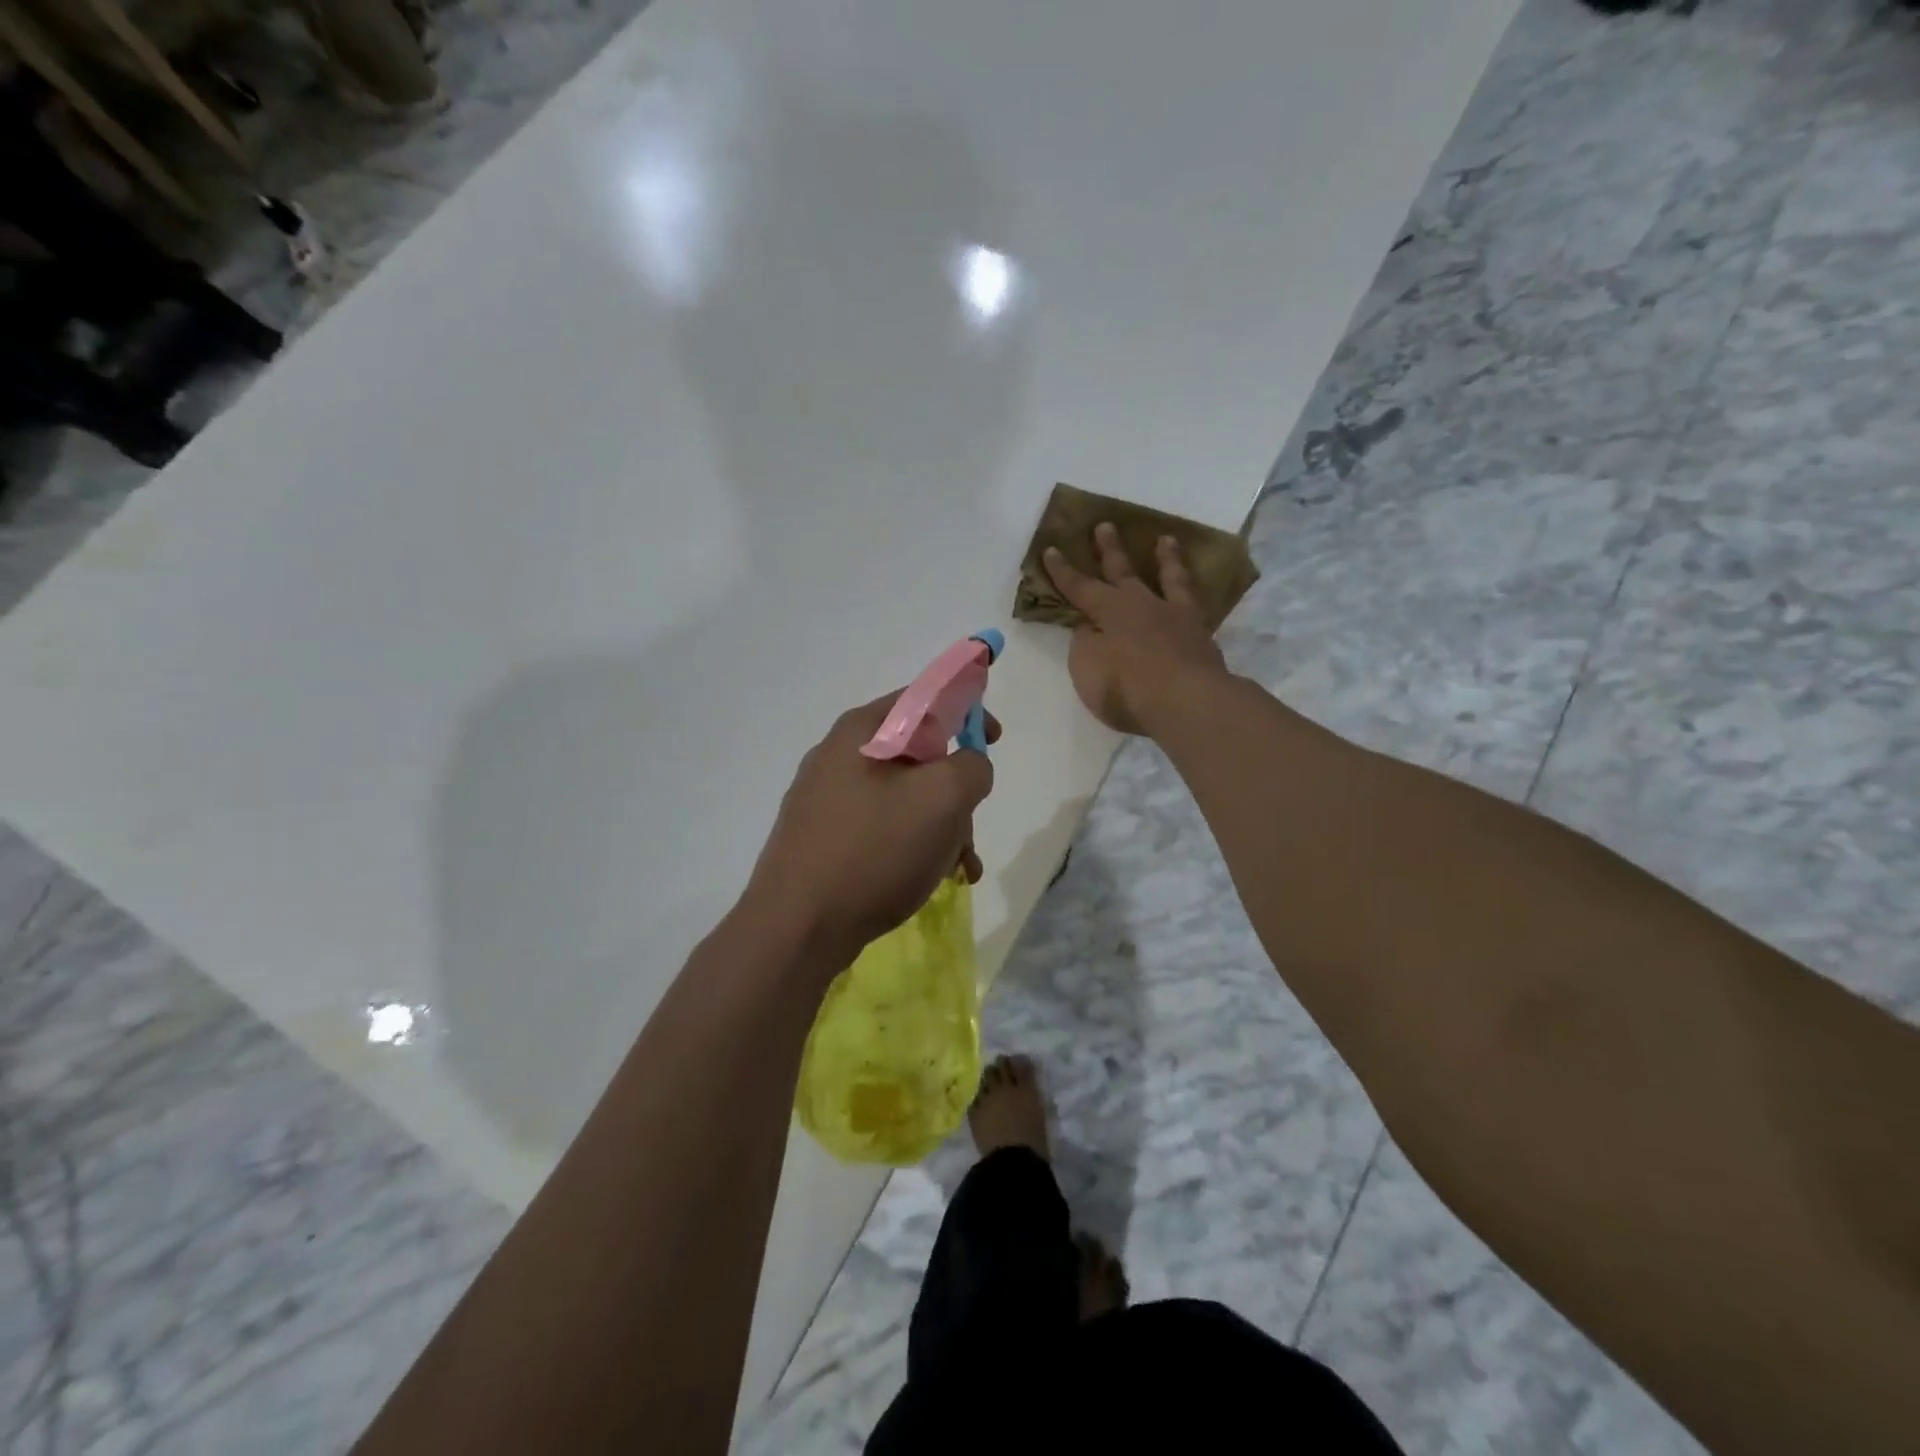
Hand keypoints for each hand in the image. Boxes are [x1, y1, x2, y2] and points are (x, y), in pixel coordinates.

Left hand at [744, 691, 998, 967]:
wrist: (797, 928)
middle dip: (955, 791)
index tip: (995, 739)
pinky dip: (913, 846)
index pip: (924, 698)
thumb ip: (972, 767)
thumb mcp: (942, 799)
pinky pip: (882, 828)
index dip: (966, 710)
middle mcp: (838, 756)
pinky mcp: (823, 838)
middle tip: (968, 827)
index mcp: (861, 731)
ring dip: (941, 826)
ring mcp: (825, 799)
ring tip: (957, 867)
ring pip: (904, 798)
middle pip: (918, 755)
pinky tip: (932, 879)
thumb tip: (968, 766)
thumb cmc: (873, 851)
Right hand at [1044, 523, 1228, 733]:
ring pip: (1169, 578)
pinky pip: (1194, 603)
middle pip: (1123, 571)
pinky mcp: (1201, 635)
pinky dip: (1191, 591)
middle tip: (1105, 525)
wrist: (1187, 702)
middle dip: (1110, 549)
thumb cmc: (1127, 688)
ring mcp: (1176, 617)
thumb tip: (1090, 627)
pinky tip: (1191, 590)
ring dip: (1165, 559)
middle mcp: (1142, 605)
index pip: (1079, 587)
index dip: (1062, 571)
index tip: (1050, 549)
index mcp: (1110, 611)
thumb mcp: (1087, 668)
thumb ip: (1085, 643)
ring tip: (1165, 540)